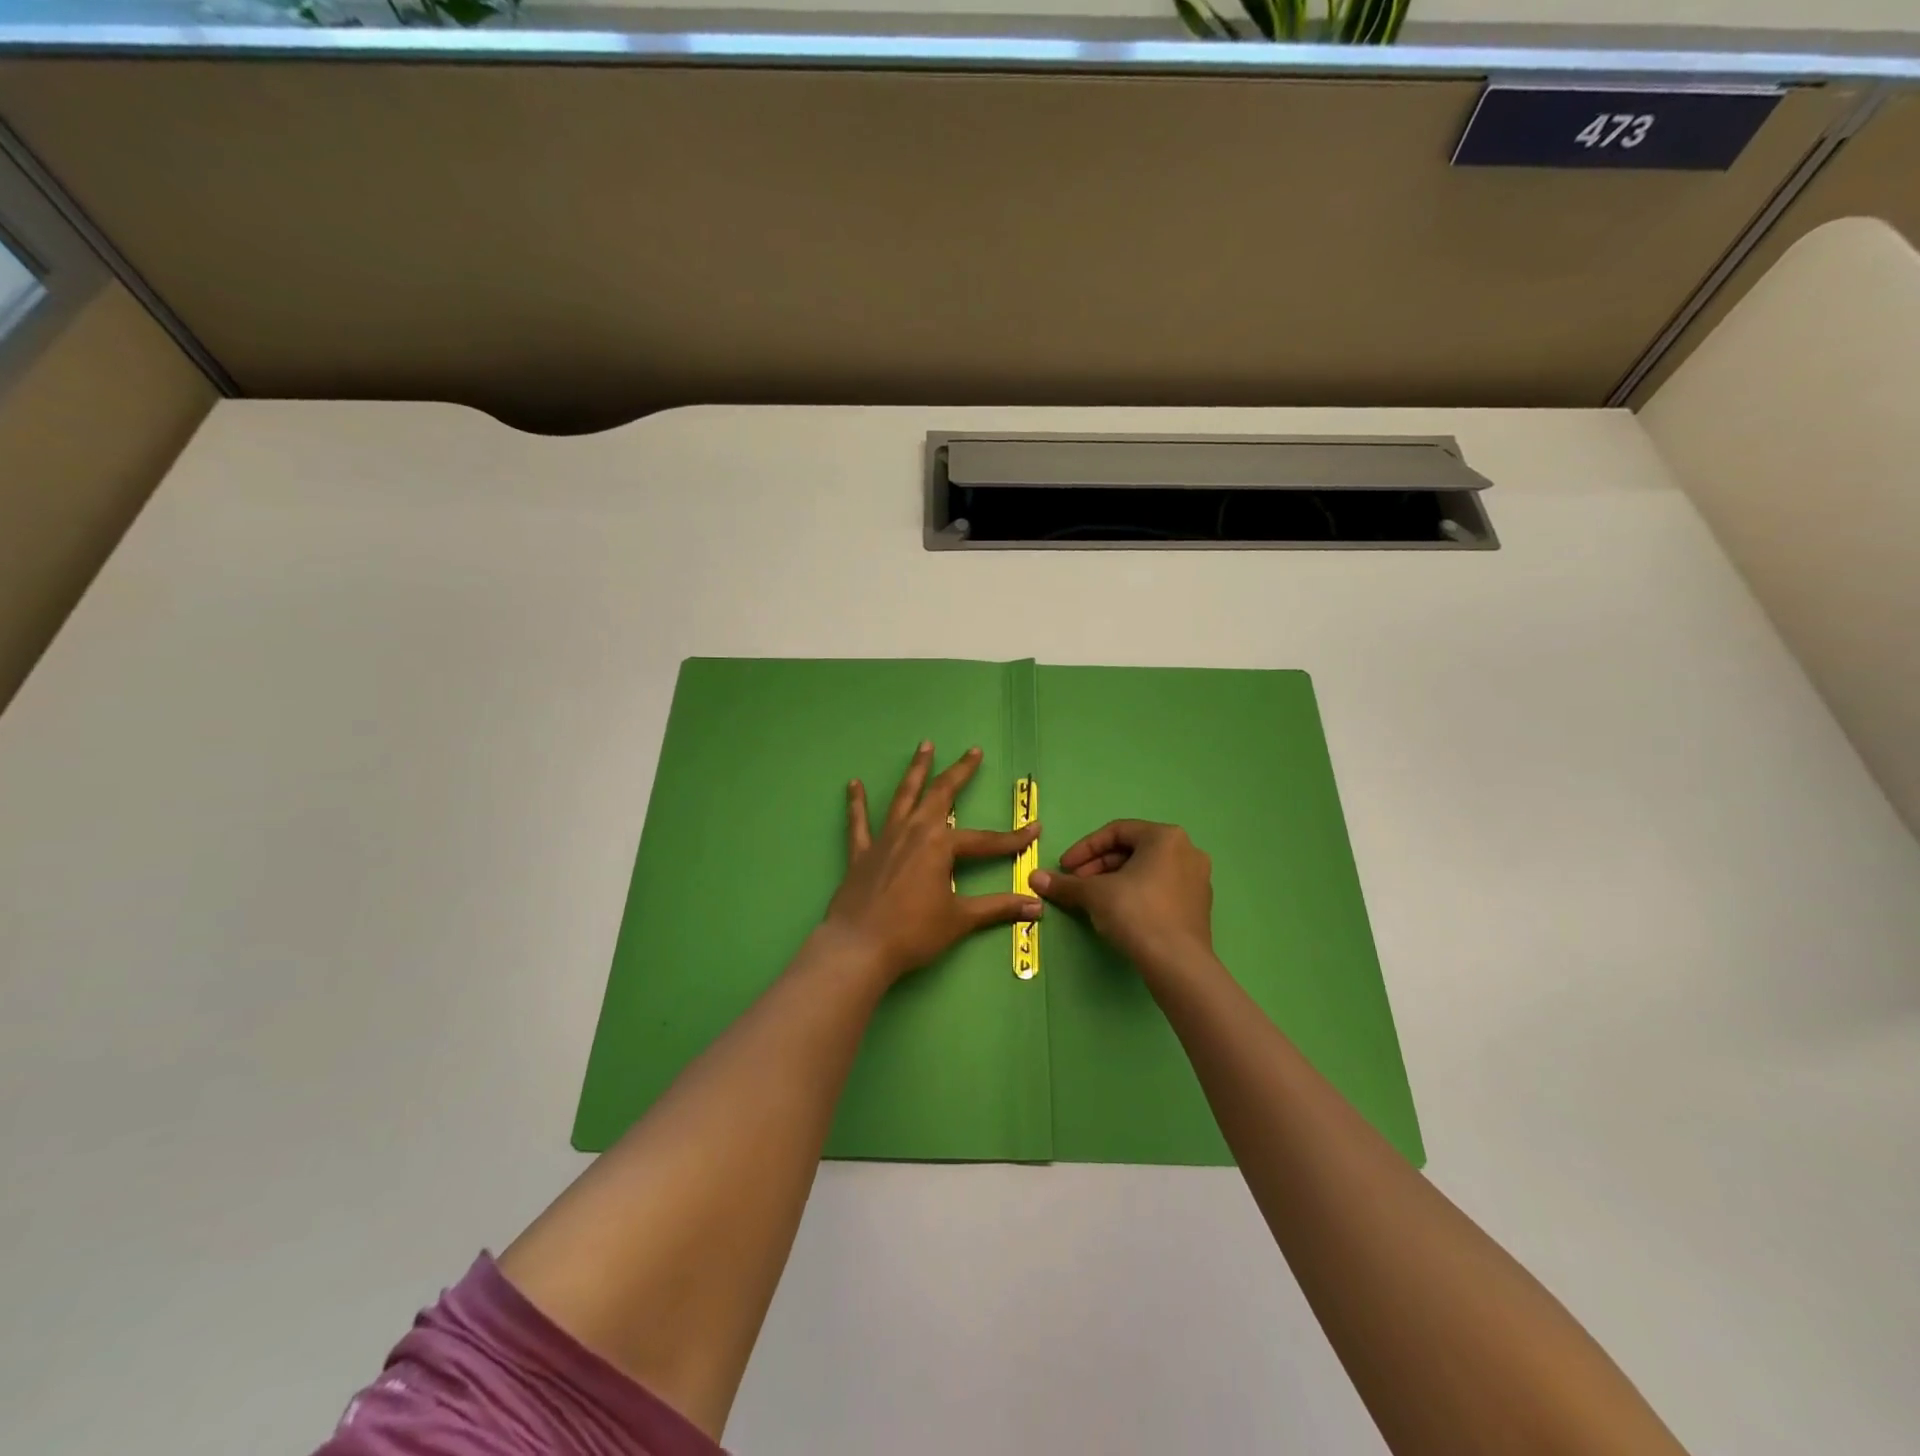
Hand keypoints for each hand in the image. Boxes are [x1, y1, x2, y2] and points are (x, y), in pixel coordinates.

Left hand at [824, 742, 1042, 985]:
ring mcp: (884, 839)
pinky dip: (856, 803)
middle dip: (960, 772)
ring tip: (924, 746)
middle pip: (941, 794)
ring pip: (903, 796)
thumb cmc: (913, 933)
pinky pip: (858, 822)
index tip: (1035, 830)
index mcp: (940, 845)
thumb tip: (1036, 906)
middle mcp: (913, 832)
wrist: (859, 947)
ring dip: (916, 770)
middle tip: (973, 751)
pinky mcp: (860, 853)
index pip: (985, 840)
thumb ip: (998, 908)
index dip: (1012, 838)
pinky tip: (853, 784)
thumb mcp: (960, 920)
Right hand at [1029, 820, 1213, 974]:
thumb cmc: (1136, 913)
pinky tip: (1117, 913)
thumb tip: (1034, 878)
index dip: (1084, 848)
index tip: (1064, 868)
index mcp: (1165, 837)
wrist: (1177, 963)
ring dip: (1114, 880)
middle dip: (1098, 866)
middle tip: (1076, 884)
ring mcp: (1197, 879)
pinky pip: (1160, 889)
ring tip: (1092, 900)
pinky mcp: (1198, 906)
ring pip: (1145, 871)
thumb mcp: (1093, 894)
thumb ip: (1065, 883)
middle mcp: (1186, 850)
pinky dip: (1135, 894)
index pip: (1116, 832)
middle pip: (1132, 850)